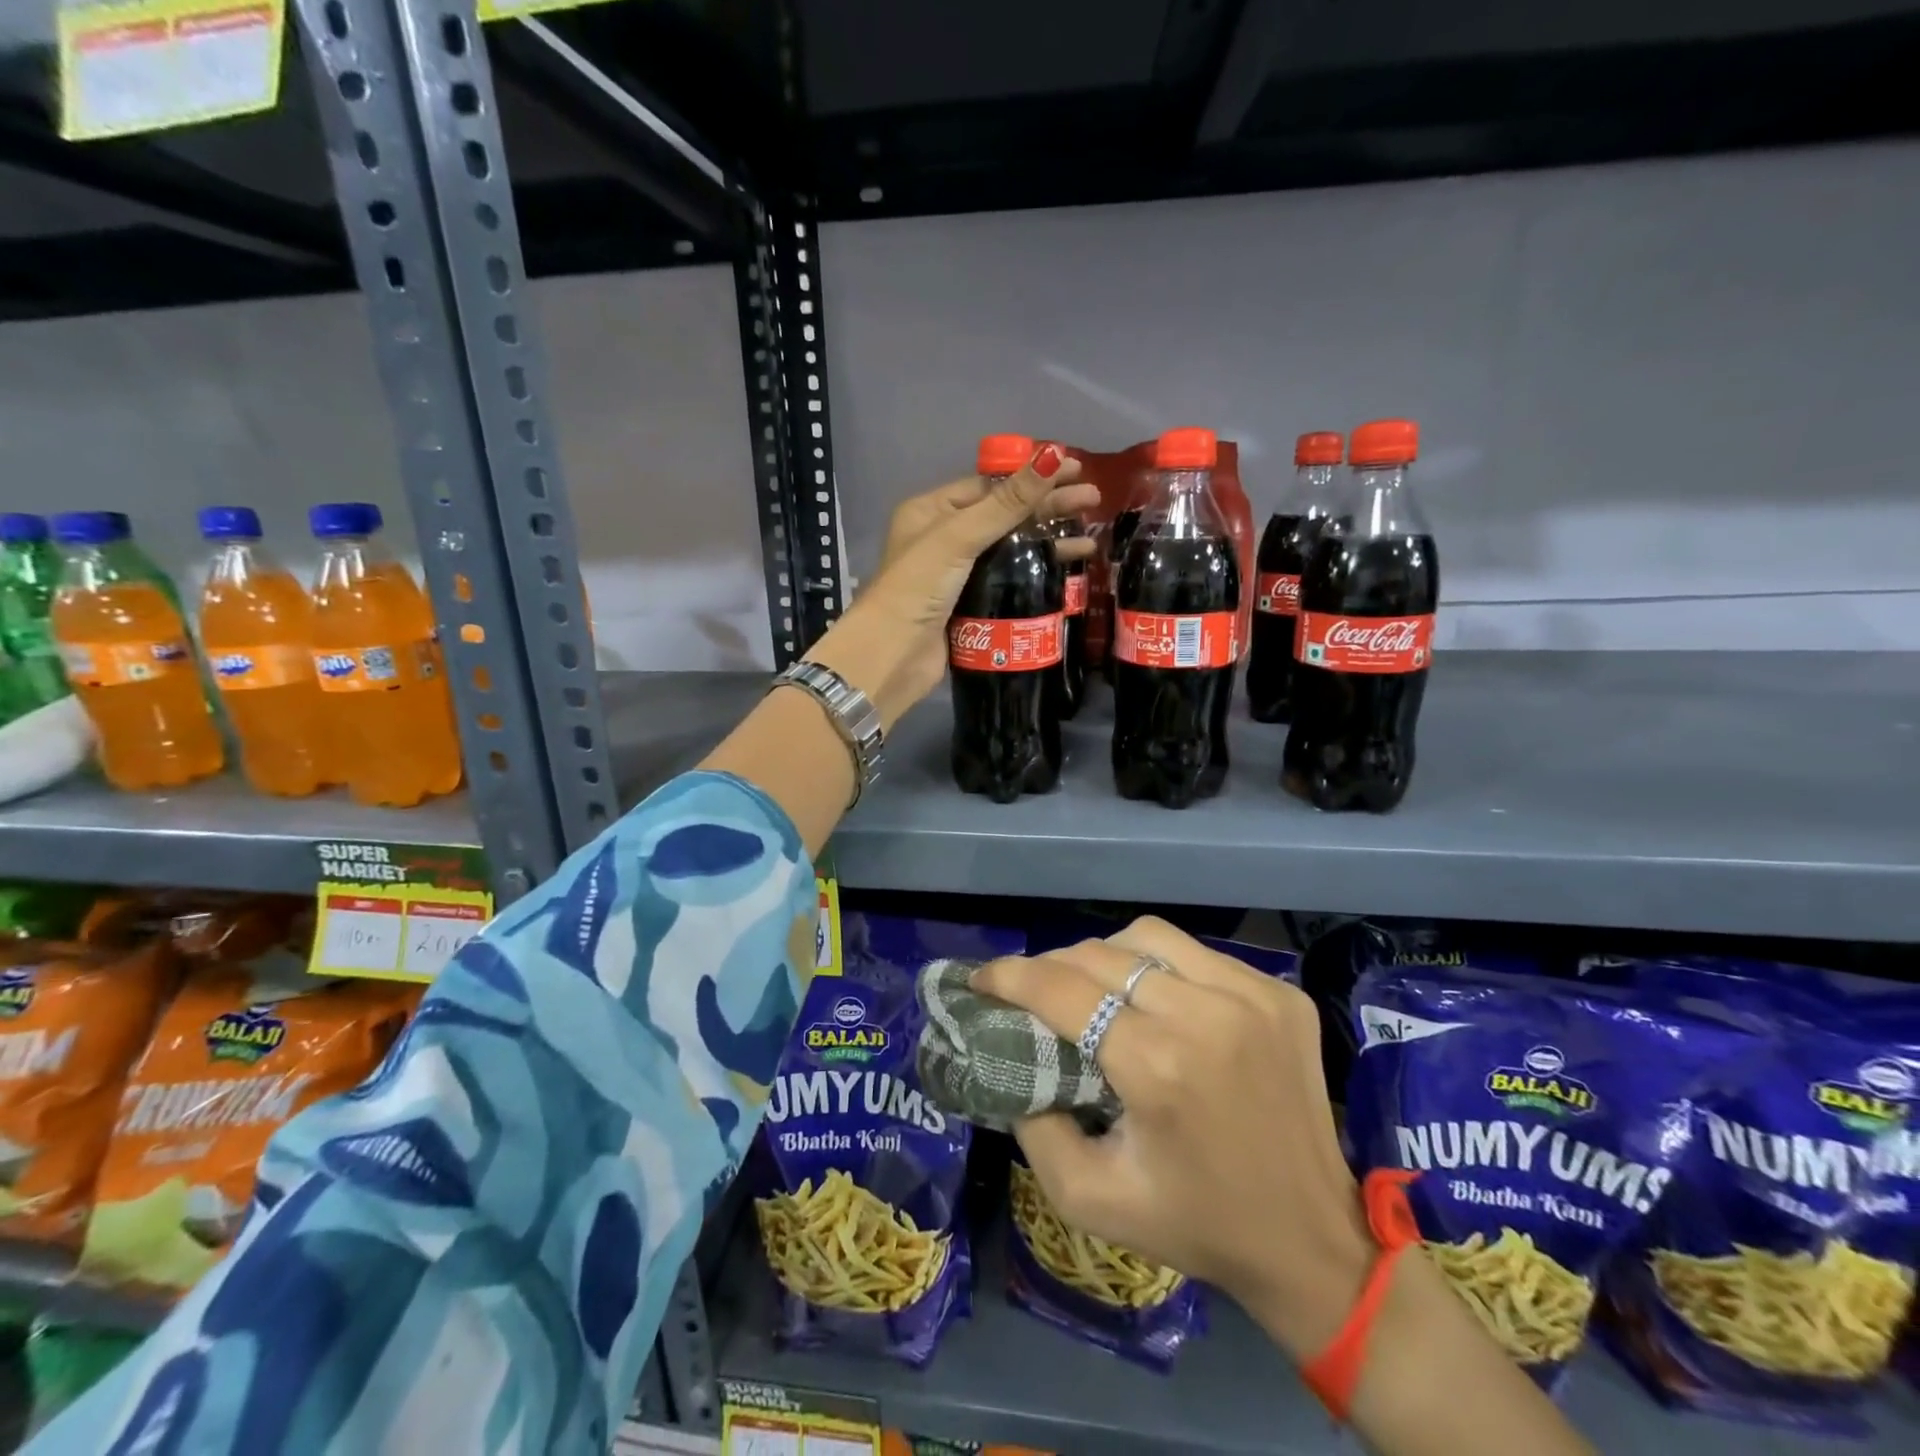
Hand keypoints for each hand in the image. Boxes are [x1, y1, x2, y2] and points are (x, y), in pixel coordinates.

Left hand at [804, 442, 1097, 728]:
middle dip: (1048, 507)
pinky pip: (1010, 582)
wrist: (892, 655)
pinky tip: (1067, 571)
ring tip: (1090, 539)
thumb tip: (1052, 455)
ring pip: (1011, 551)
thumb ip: (1007, 502)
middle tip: (1094, 500)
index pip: (989, 486)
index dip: (1031, 476)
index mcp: (932, 512)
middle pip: (1005, 516)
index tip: (1073, 469)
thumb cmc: (917, 586)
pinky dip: (1037, 575)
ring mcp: (958, 575)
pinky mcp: (971, 607)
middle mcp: (944, 539)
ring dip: (1048, 543)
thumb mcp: (960, 536)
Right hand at [972, 917, 1374, 1358]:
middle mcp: (1206, 1014)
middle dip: (1052, 966)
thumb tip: (1010, 1061)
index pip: (1063, 989)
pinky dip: (1161, 966)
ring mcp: (1252, 995)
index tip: (982, 978)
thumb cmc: (1196, 1225)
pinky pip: (1198, 954)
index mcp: (1158, 1067)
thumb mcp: (1090, 1199)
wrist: (1311, 1239)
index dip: (1011, 975)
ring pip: (1148, 938)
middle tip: (1034, 990)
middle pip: (1100, 955)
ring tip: (1093, 985)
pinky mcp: (1280, 993)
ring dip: (1105, 954)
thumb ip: (1033, 1128)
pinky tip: (1157, 998)